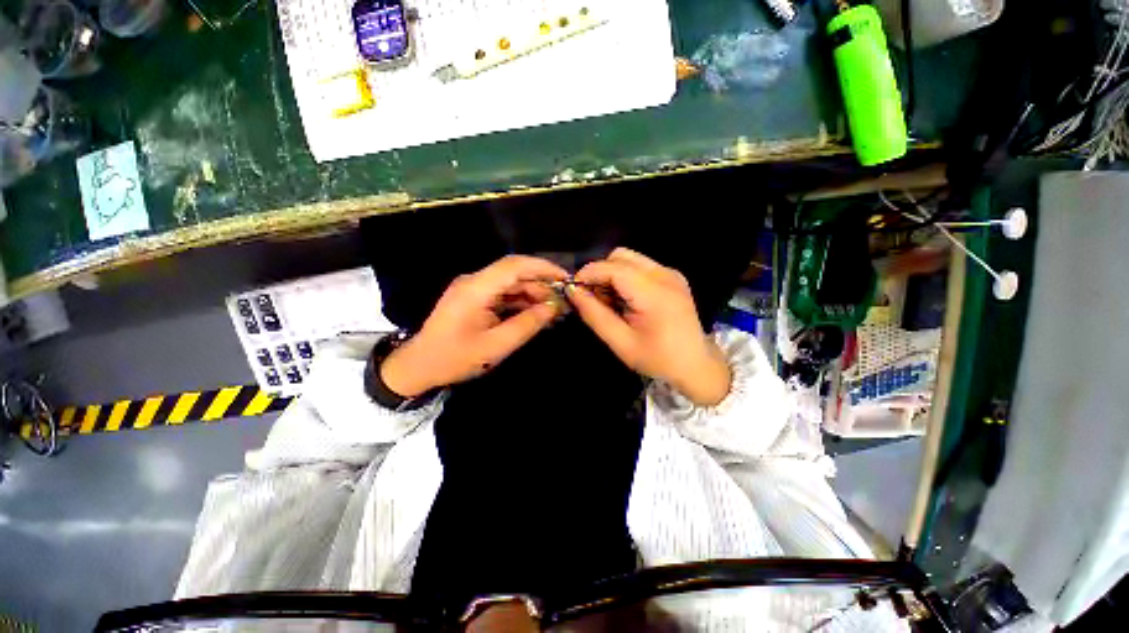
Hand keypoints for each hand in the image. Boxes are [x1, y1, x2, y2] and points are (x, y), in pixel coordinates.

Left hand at [381, 255, 567, 396]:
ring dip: (533, 294)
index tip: (565, 278)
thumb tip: (553, 308)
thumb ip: (526, 325)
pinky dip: (521, 302)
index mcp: (476, 289)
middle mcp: (475, 282)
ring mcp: (474, 289)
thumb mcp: (496, 345)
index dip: (542, 268)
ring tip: (555, 310)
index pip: (514, 266)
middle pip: (515, 273)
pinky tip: (537, 314)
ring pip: (511, 284)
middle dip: (541, 284)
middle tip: (564, 301)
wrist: (419, 366)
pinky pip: (503, 295)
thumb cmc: (455, 358)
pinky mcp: (475, 299)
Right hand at [568, 248, 730, 405]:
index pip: (613, 268)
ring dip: (612, 274)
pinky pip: (641, 266)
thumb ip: (594, 314)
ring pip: (630, 258)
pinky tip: (626, 299)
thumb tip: (573, 292)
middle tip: (593, 298)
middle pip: (621, 256)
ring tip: (610, 301)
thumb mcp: (620, 342)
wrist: (696, 365)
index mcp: (654, 294)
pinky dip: (626, 277)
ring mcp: (671, 273)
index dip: (588, 273)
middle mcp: (665, 275)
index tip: (573, 289)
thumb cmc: (657, 359)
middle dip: (600, 272)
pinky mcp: (673, 276)